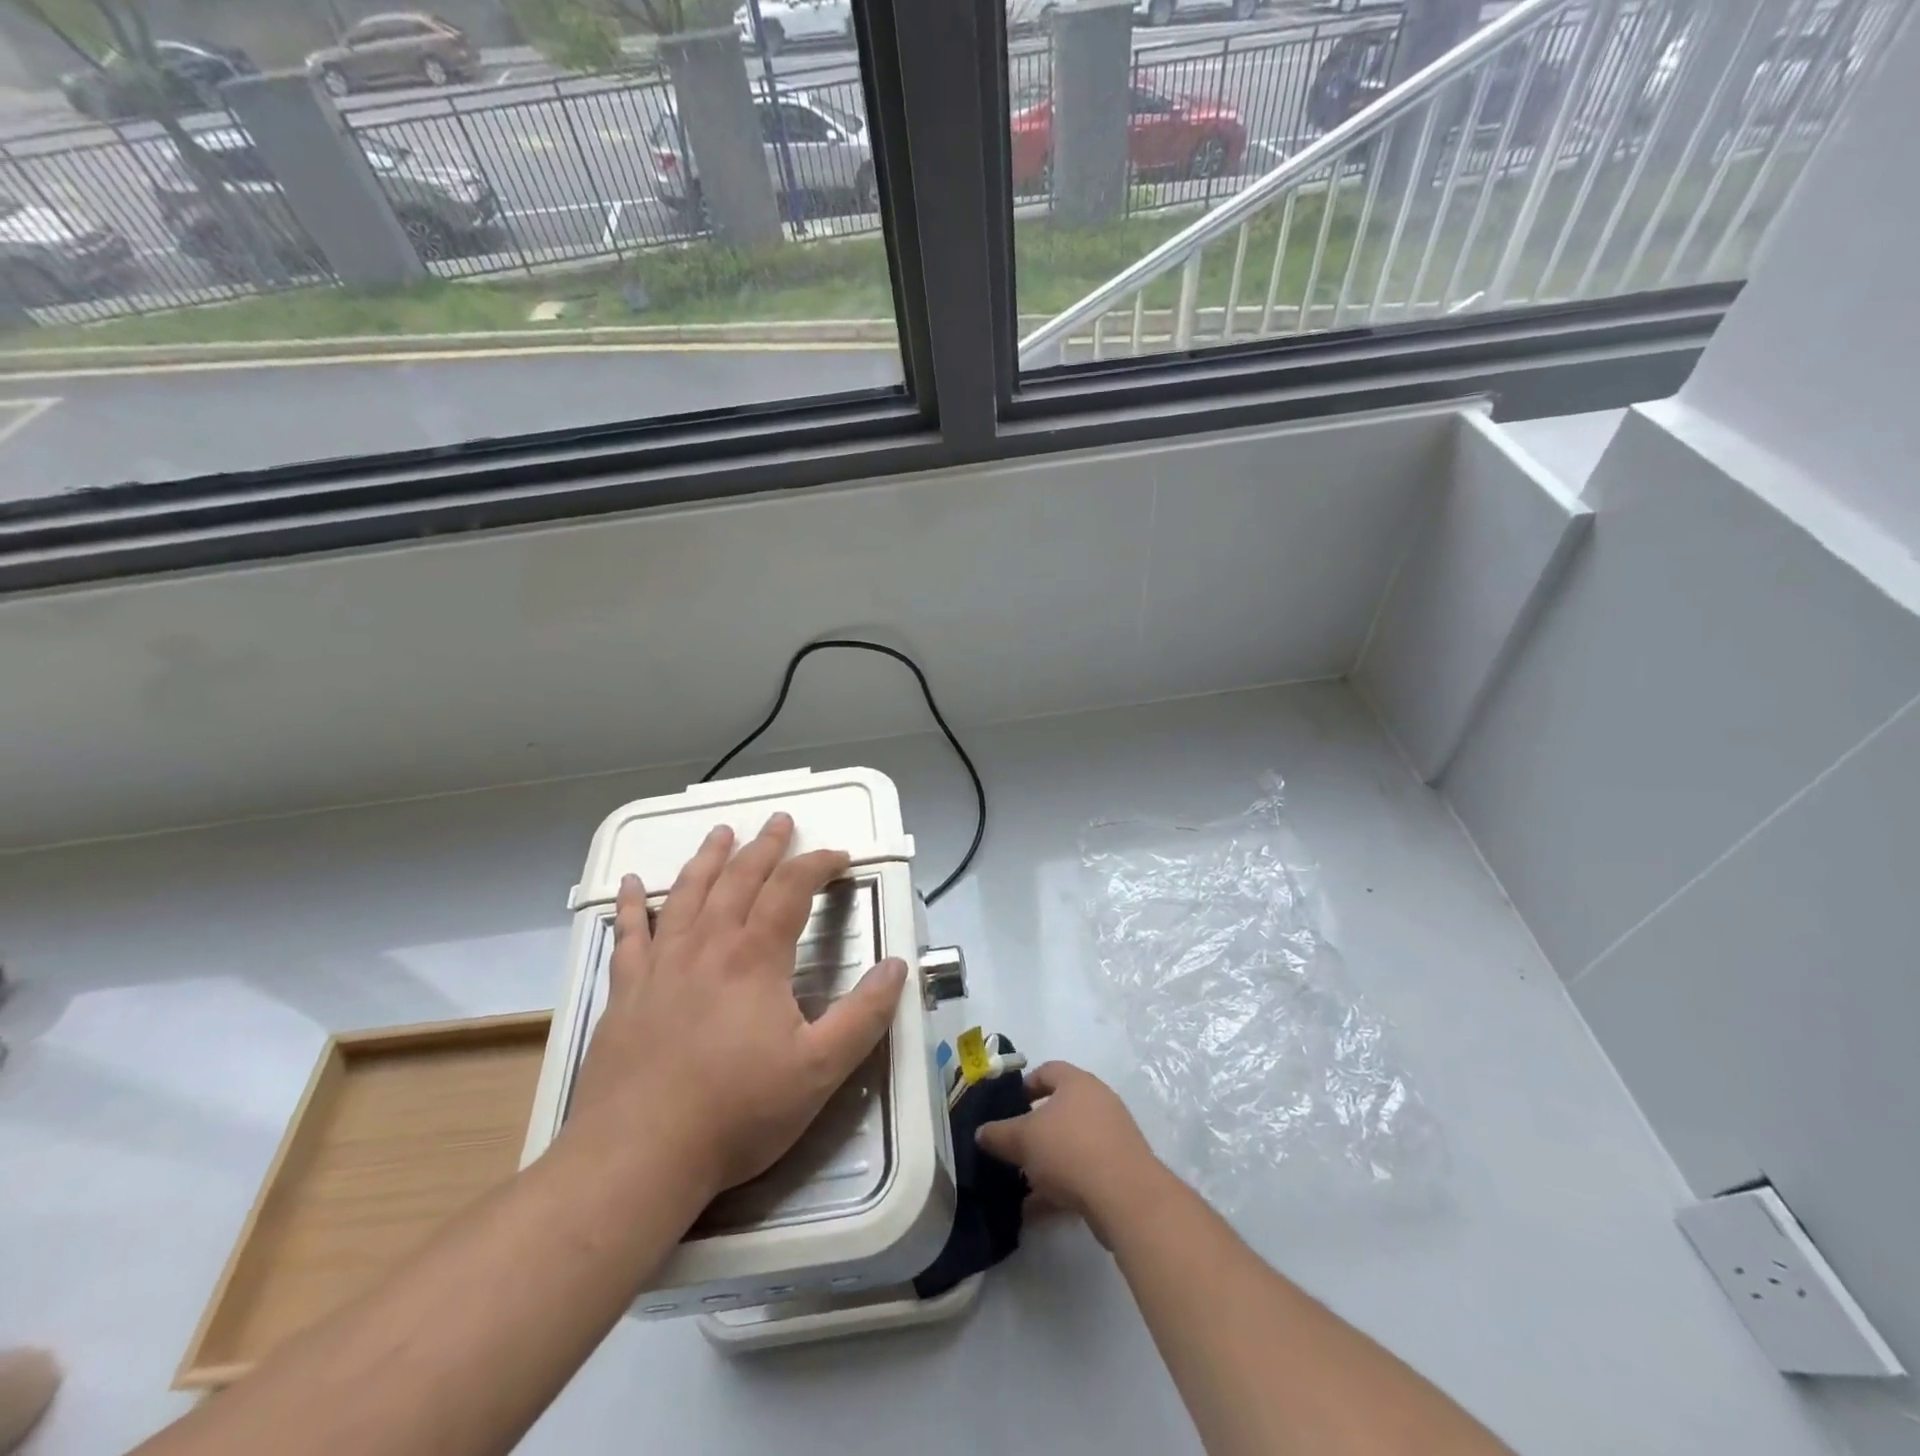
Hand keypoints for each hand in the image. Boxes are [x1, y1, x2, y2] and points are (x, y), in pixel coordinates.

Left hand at [563, 813, 907, 1202]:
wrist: (637, 1157)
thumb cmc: (736, 1113)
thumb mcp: (820, 1070)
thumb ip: (865, 1015)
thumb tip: (897, 965)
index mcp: (755, 957)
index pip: (792, 889)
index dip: (818, 865)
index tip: (840, 857)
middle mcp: (707, 946)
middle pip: (739, 879)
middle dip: (764, 846)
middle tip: (779, 821)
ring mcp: (661, 966)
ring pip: (686, 894)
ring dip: (707, 859)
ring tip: (720, 833)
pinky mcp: (625, 992)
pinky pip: (628, 935)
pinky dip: (631, 906)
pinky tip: (630, 885)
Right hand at [975, 1061, 1165, 1246]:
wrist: (1126, 1196)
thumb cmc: (1070, 1150)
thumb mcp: (1023, 1140)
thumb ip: (998, 1134)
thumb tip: (981, 1133)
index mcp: (1077, 1082)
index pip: (1048, 1071)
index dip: (1025, 1086)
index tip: (1008, 1107)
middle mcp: (1098, 1102)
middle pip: (1060, 1110)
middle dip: (1034, 1131)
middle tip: (1013, 1148)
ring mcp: (1113, 1136)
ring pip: (1071, 1144)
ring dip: (1046, 1163)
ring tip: (1021, 1184)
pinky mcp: (1121, 1170)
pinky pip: (1083, 1172)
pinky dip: (1061, 1187)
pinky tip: (1036, 1210)